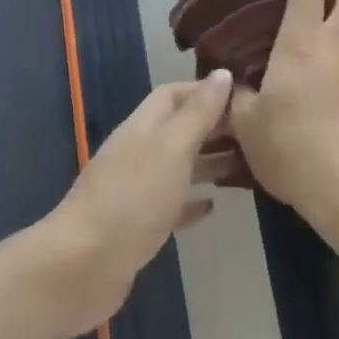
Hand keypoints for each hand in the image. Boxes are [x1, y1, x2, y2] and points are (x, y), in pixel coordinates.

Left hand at [41, 71, 232, 337]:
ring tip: (246, 165)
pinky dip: (191, 202)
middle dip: (212, 127)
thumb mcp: (171, 147)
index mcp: (142, 127)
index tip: (243, 95)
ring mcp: (134, 190)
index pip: (173, 94)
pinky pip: (170, 205)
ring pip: (176, 167)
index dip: (205, 90)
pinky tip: (212, 207)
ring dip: (207, 162)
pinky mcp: (137, 226)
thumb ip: (198, 113)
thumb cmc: (133, 198)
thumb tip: (222, 73)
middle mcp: (137, 153)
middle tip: (254, 133)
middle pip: (177, 129)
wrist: (84, 264)